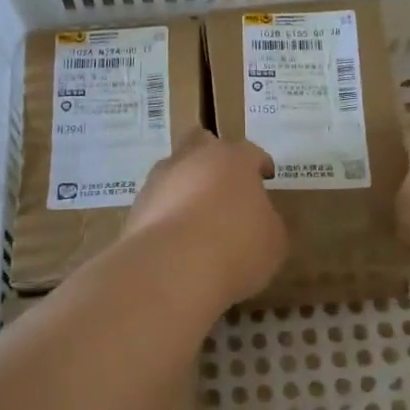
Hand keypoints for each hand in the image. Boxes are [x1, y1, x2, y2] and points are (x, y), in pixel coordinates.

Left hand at [123, 131, 288, 306]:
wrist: (173, 267)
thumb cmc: (236, 247)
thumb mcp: (273, 240)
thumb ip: (266, 222)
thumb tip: (255, 220)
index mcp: (234, 160)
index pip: (250, 152)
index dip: (259, 164)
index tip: (265, 176)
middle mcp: (193, 159)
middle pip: (200, 142)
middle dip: (211, 156)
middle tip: (222, 182)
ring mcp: (159, 180)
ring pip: (173, 171)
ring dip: (184, 186)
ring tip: (195, 217)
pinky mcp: (136, 207)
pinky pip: (156, 203)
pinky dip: (166, 214)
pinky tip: (175, 239)